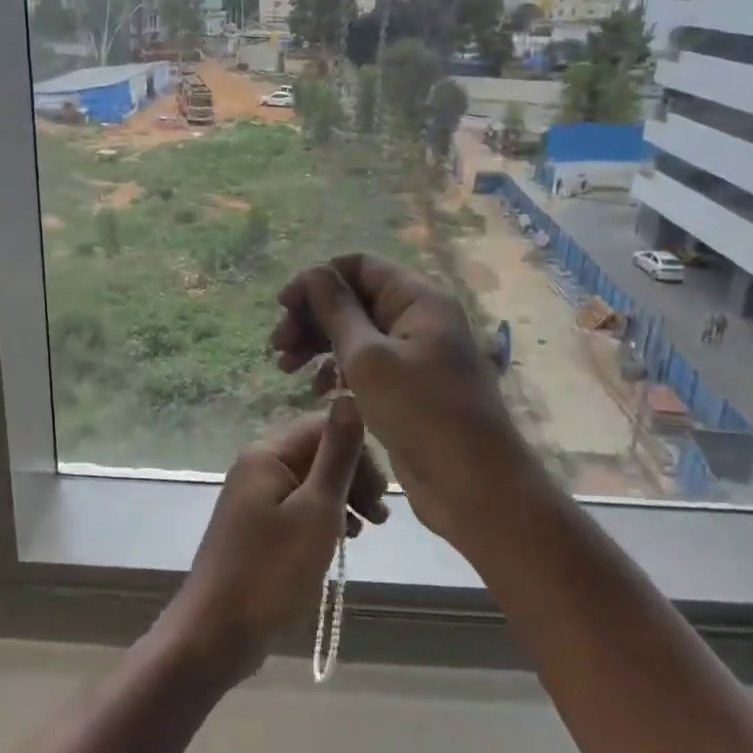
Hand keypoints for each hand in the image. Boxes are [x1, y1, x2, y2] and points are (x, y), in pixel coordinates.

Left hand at [165, 398, 389, 681]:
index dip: (359, 453)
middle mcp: (257, 466)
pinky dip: (323, 519)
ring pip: (310, 483)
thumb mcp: (316, 510)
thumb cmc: (271, 571)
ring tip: (367, 530)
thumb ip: (336, 454)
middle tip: (380, 517)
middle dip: (354, 478)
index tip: (381, 494)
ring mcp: (253, 498)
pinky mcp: (255, 527)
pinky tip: (340, 542)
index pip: (323, 427)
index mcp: (267, 453)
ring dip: (343, 500)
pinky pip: (297, 508)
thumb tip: (348, 395)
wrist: (215, 633)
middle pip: (317, 453)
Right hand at [270, 253, 539, 546]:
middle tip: (278, 346)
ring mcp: (415, 356)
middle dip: (313, 316)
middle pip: (355, 300)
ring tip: (286, 368)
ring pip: (356, 334)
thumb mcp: (368, 358)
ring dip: (319, 344)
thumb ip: (337, 311)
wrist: (474, 486)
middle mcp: (418, 320)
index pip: (360, 266)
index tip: (283, 305)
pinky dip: (338, 371)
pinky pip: (366, 365)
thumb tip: (312, 271)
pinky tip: (317, 391)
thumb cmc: (421, 413)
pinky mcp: (409, 388)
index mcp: (418, 300)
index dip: (318, 279)